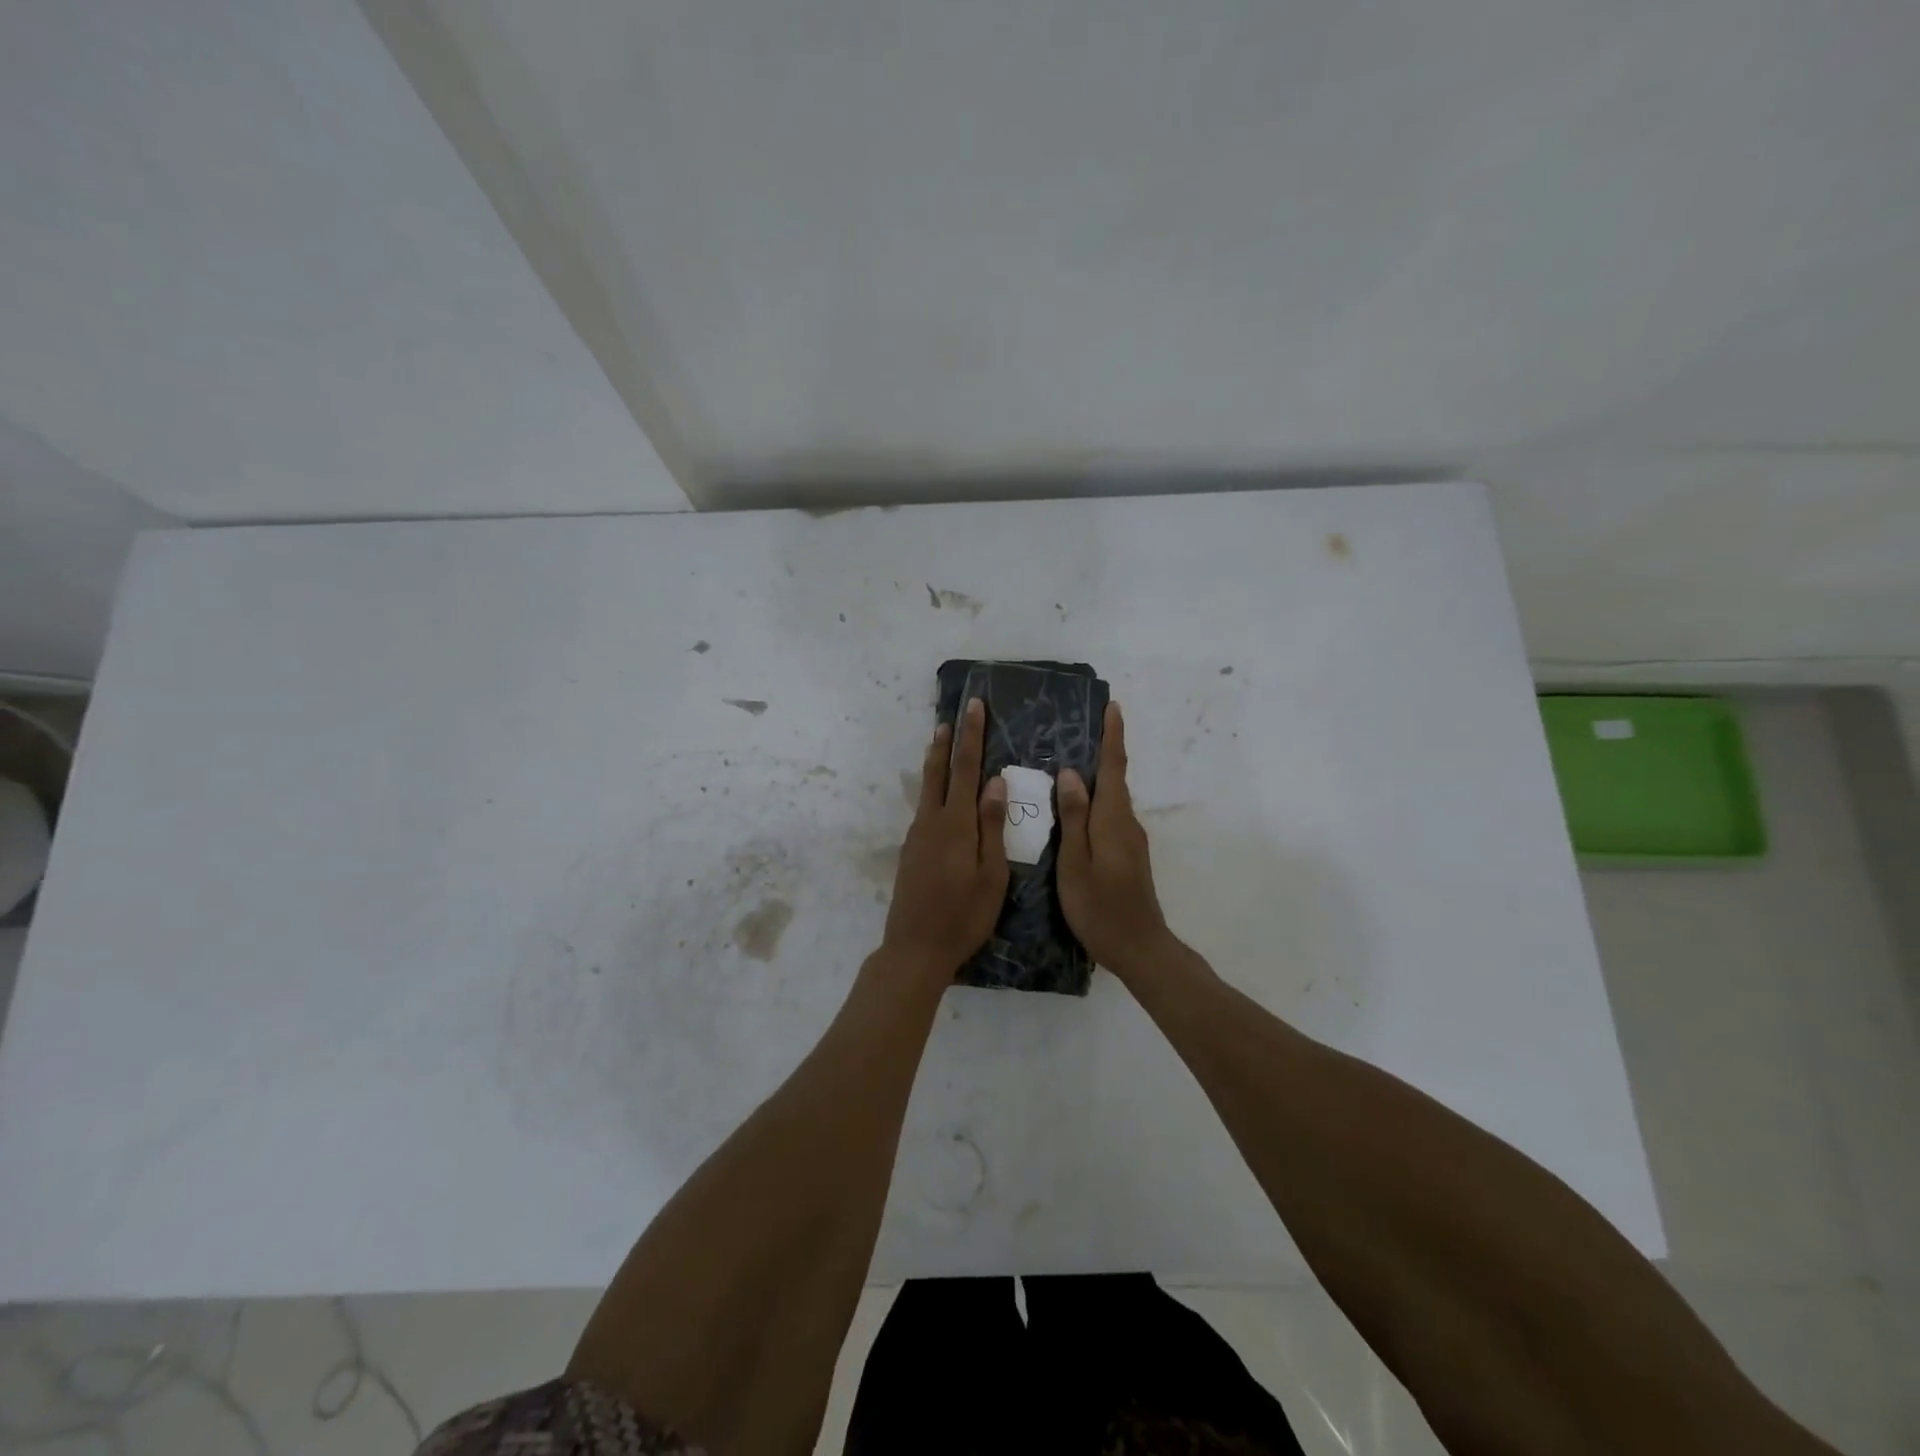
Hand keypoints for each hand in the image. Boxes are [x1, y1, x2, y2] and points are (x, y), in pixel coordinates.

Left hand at [882, 698, 1009, 978]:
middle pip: (939, 771)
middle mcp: (932, 821)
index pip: (966, 768)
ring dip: (936, 762)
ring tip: (941, 741)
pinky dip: (934, 789)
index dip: (972, 736)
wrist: (915, 948)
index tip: (975, 706)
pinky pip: (924, 808)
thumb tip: (995, 781)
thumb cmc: (964, 915)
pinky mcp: (910, 850)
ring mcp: (917, 836)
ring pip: (928, 789)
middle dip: (948, 741)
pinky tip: (940, 795)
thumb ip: (992, 826)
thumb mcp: (991, 874)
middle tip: (953, 714)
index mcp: (956, 824)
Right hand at [1057, 702, 1173, 979]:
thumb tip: (1072, 774)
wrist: (1139, 948)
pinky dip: (1095, 801)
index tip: (1112, 706)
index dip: (1113, 736)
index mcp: (1113, 819)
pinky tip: (1076, 807)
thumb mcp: (1076, 863)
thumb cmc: (1101, 907)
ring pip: (1111, 798)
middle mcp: (1126, 822)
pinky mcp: (1128, 854)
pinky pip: (1109, 815)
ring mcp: (1130, 839)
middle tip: (1079, 729)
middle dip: (1103, 750)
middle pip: (1114, 778)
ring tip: (1068, 763)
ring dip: (1096, 777)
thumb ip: (1074, 818)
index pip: (1114, 767)